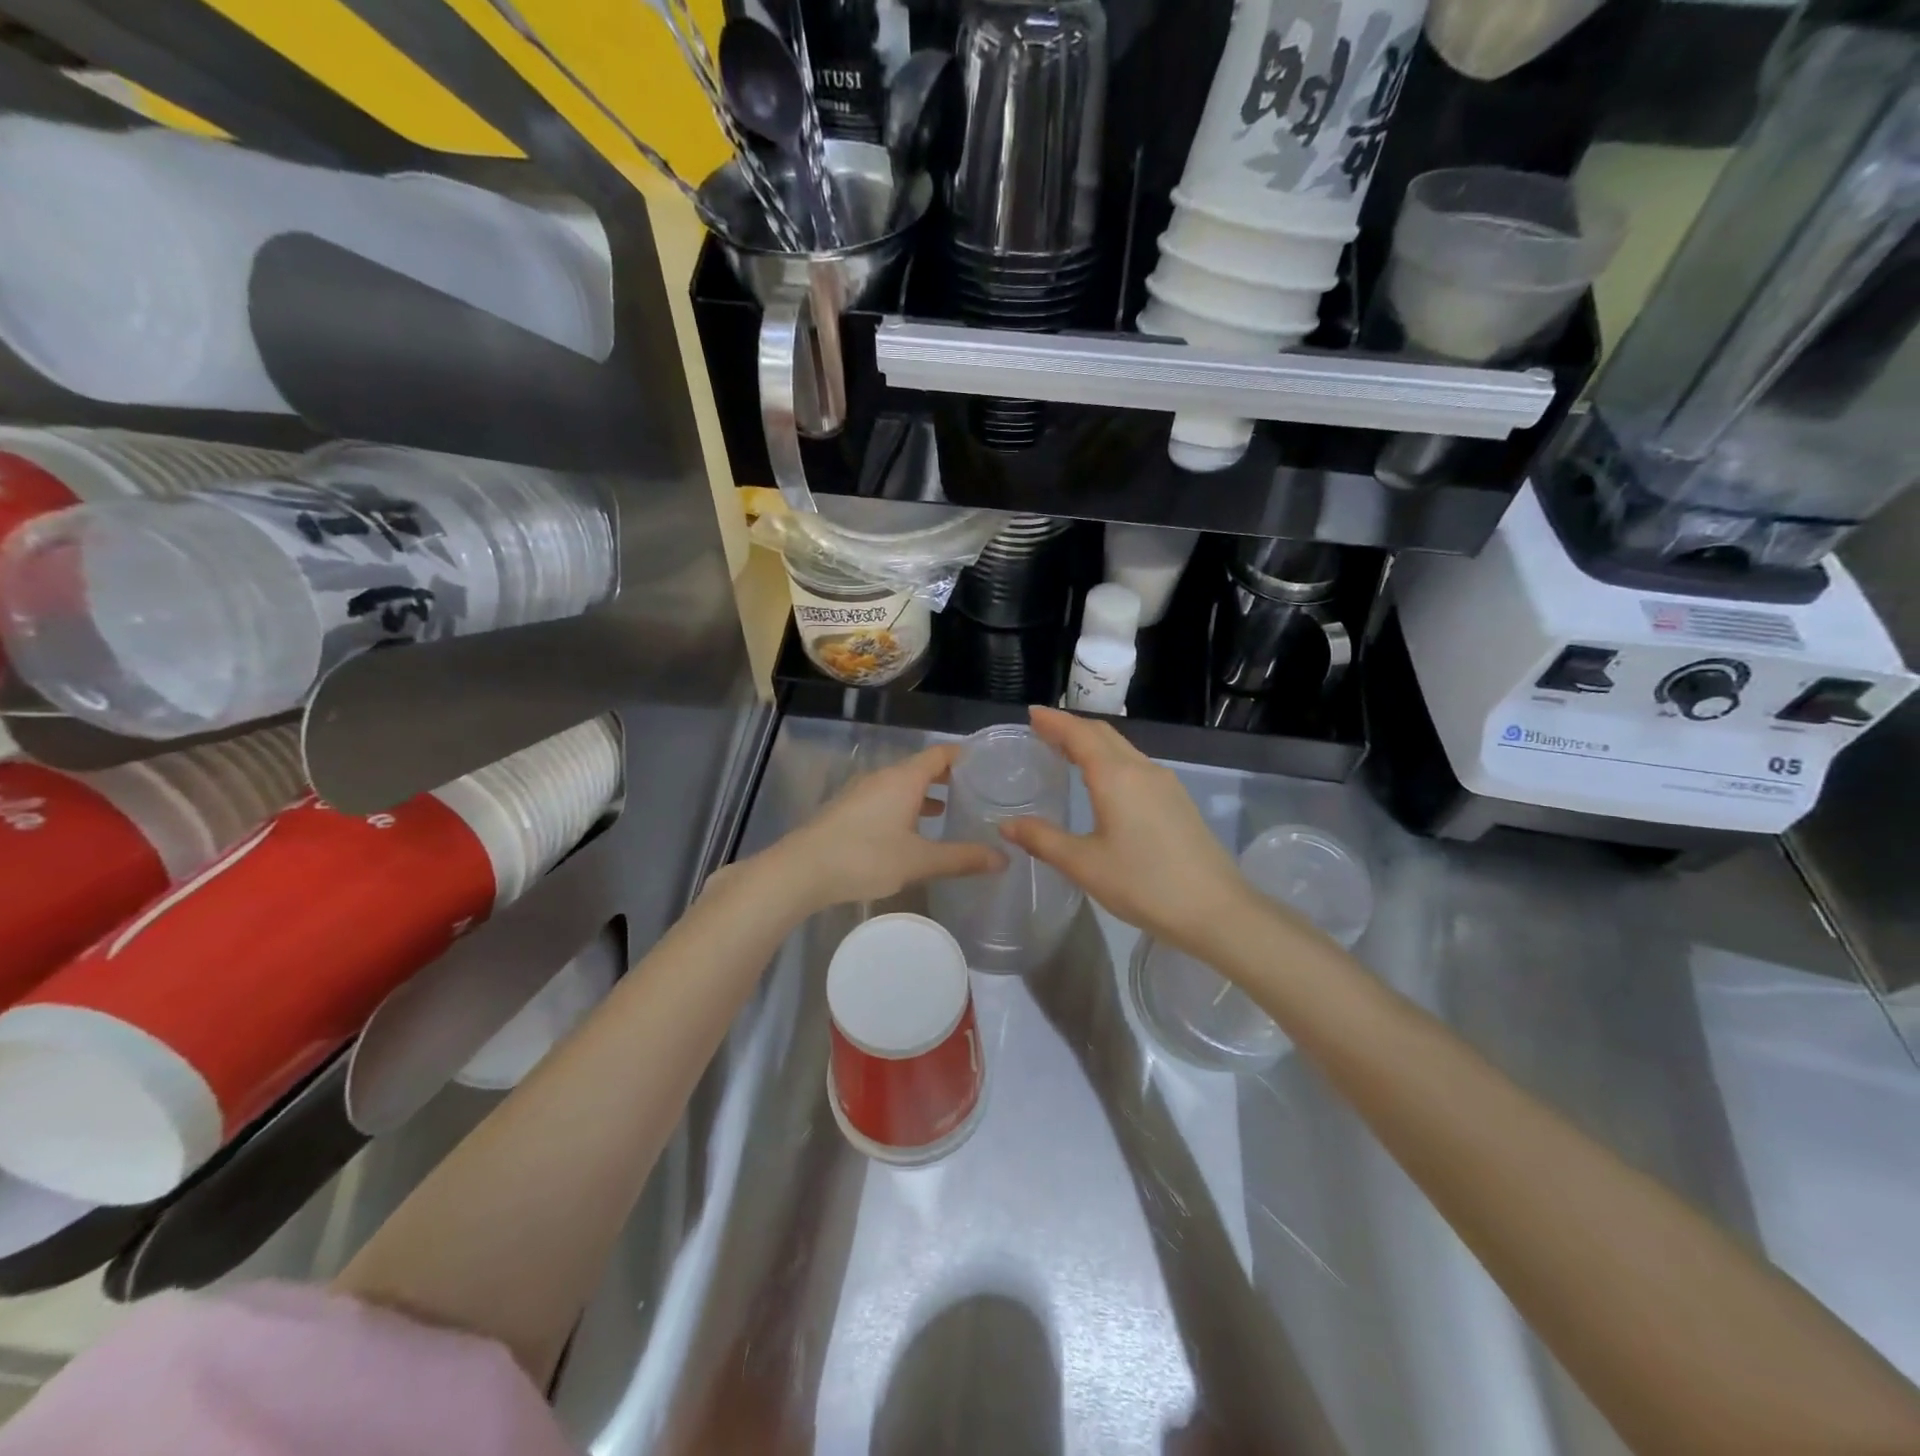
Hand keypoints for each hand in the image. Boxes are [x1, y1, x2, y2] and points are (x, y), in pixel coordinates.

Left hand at [758, 744, 1006, 913]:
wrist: (802, 870)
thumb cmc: (866, 857)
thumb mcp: (919, 861)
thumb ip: (962, 858)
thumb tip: (1003, 859)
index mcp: (904, 779)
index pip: (939, 753)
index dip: (963, 755)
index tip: (986, 763)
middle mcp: (882, 777)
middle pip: (920, 767)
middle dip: (946, 776)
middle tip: (975, 789)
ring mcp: (861, 792)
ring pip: (901, 784)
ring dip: (924, 793)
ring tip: (948, 809)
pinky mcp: (847, 809)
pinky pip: (885, 798)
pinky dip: (905, 805)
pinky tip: (910, 830)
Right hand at [1001, 707, 1248, 951]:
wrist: (1216, 910)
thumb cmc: (1144, 884)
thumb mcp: (1085, 864)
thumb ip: (1043, 840)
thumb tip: (1007, 825)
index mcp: (1116, 776)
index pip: (1080, 734)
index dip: (1054, 721)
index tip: (1031, 713)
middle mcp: (1142, 770)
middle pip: (1104, 734)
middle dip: (1072, 727)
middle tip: (1043, 730)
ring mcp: (1166, 784)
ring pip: (1123, 750)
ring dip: (1093, 743)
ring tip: (1066, 752)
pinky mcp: (1178, 802)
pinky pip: (1137, 767)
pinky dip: (1112, 761)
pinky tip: (1103, 783)